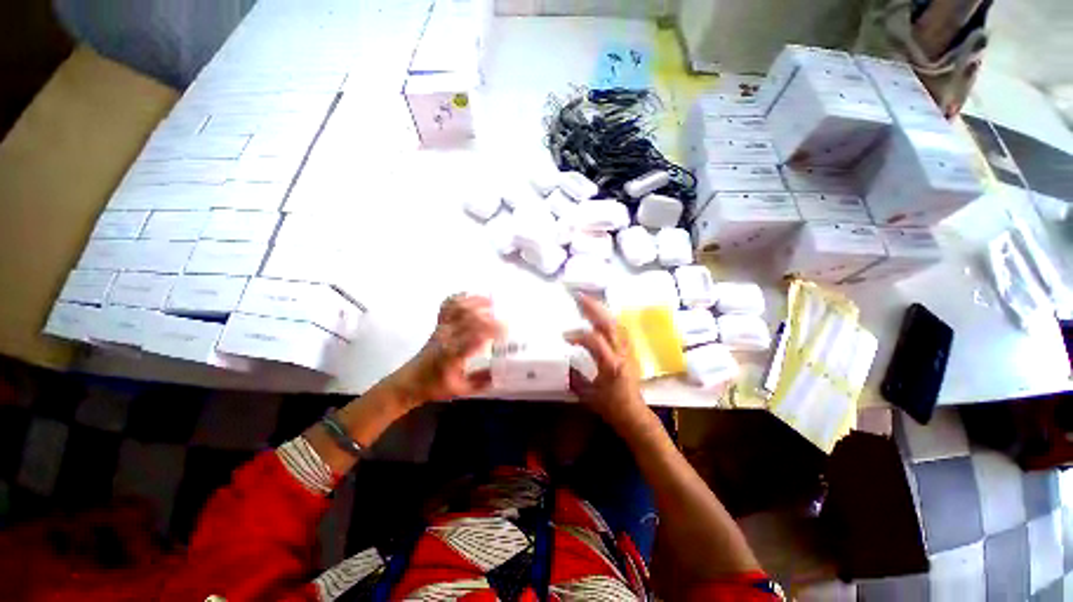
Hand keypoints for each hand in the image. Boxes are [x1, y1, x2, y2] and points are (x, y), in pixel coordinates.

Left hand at [388, 294, 502, 406]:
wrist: (412, 380)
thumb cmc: (437, 385)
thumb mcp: (462, 390)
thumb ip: (482, 381)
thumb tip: (503, 372)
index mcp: (452, 355)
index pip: (472, 338)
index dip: (489, 331)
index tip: (505, 331)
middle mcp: (446, 337)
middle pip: (467, 318)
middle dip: (487, 316)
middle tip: (503, 319)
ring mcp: (442, 328)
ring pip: (458, 308)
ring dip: (475, 302)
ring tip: (492, 301)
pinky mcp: (439, 324)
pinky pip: (448, 305)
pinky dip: (460, 297)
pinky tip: (473, 296)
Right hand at [564, 294, 650, 432]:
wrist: (634, 414)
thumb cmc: (610, 407)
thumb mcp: (587, 395)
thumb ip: (574, 377)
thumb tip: (563, 363)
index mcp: (610, 364)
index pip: (594, 341)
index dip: (578, 335)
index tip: (564, 337)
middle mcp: (621, 353)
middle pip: (609, 324)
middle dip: (593, 308)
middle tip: (579, 296)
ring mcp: (628, 350)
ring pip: (616, 324)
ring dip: (602, 311)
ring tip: (588, 301)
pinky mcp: (630, 351)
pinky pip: (620, 329)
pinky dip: (609, 319)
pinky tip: (601, 316)